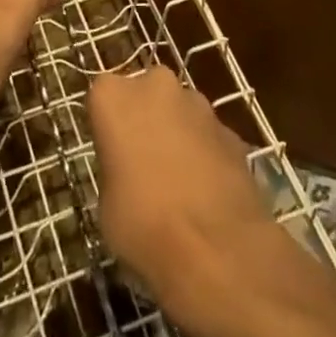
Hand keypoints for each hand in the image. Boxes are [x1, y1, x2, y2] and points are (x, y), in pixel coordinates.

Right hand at [88, 68, 272, 336]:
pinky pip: (209, 136)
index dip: (108, 127)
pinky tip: (208, 193)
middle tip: (144, 163)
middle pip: (146, 95)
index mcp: (113, 95)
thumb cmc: (143, 225)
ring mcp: (198, 103)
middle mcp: (155, 85)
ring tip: (179, 182)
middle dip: (146, 119)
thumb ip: (115, 169)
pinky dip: (206, 154)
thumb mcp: (106, 204)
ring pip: (180, 111)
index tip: (111, 155)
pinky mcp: (232, 129)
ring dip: (178, 134)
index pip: (103, 98)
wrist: (217, 251)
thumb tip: (130, 173)